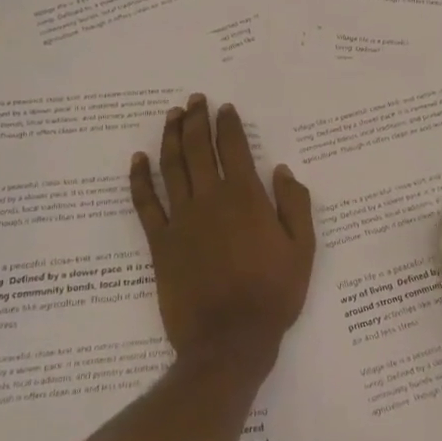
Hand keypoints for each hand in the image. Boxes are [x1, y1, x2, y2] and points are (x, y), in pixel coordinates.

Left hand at [129, 94, 315, 380]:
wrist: (229, 340)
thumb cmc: (274, 295)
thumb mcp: (303, 250)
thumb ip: (295, 205)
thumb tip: (281, 170)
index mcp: (247, 199)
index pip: (234, 149)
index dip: (228, 124)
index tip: (224, 107)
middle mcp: (211, 200)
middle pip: (199, 150)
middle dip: (196, 120)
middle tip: (194, 100)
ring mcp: (181, 220)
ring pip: (172, 168)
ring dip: (170, 138)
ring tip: (172, 116)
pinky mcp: (160, 243)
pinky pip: (145, 204)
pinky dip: (140, 179)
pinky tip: (138, 160)